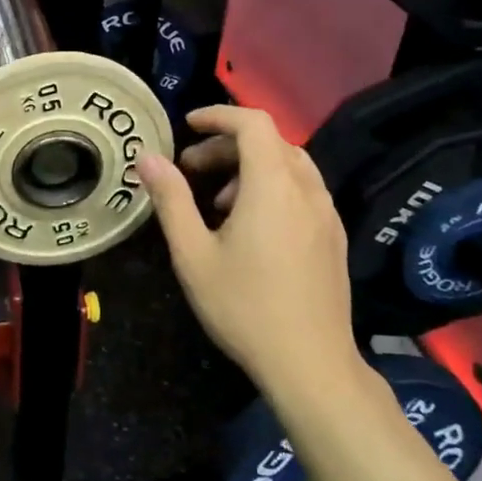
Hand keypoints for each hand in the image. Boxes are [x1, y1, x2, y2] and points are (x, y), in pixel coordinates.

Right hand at [138, 105, 361, 392]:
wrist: (311, 365)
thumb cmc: (244, 307)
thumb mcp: (193, 254)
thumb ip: (171, 199)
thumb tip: (147, 158)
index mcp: (273, 186)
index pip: (253, 123)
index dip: (219, 115)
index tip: (187, 126)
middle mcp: (306, 190)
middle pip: (270, 142)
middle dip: (226, 145)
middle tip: (190, 168)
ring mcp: (327, 214)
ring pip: (288, 165)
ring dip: (249, 166)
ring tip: (216, 201)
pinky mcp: (334, 237)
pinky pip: (302, 190)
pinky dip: (272, 187)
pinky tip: (250, 226)